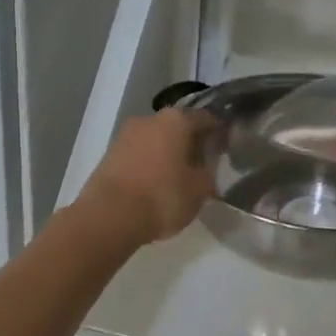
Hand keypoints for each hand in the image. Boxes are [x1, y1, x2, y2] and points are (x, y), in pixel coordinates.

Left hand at [78, 109, 219, 244]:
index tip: (227, 146)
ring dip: (168, 152)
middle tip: (203, 163)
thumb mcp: (200, 188)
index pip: (206, 118)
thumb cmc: (162, 197)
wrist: (108, 217)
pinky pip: (139, 154)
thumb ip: (209, 169)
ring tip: (179, 176)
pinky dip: (150, 163)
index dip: (219, 131)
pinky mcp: (109, 154)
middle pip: (178, 126)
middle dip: (191, 142)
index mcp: (176, 120)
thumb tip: (208, 161)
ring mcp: (125, 135)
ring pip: (156, 139)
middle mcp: (150, 119)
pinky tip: (156, 183)